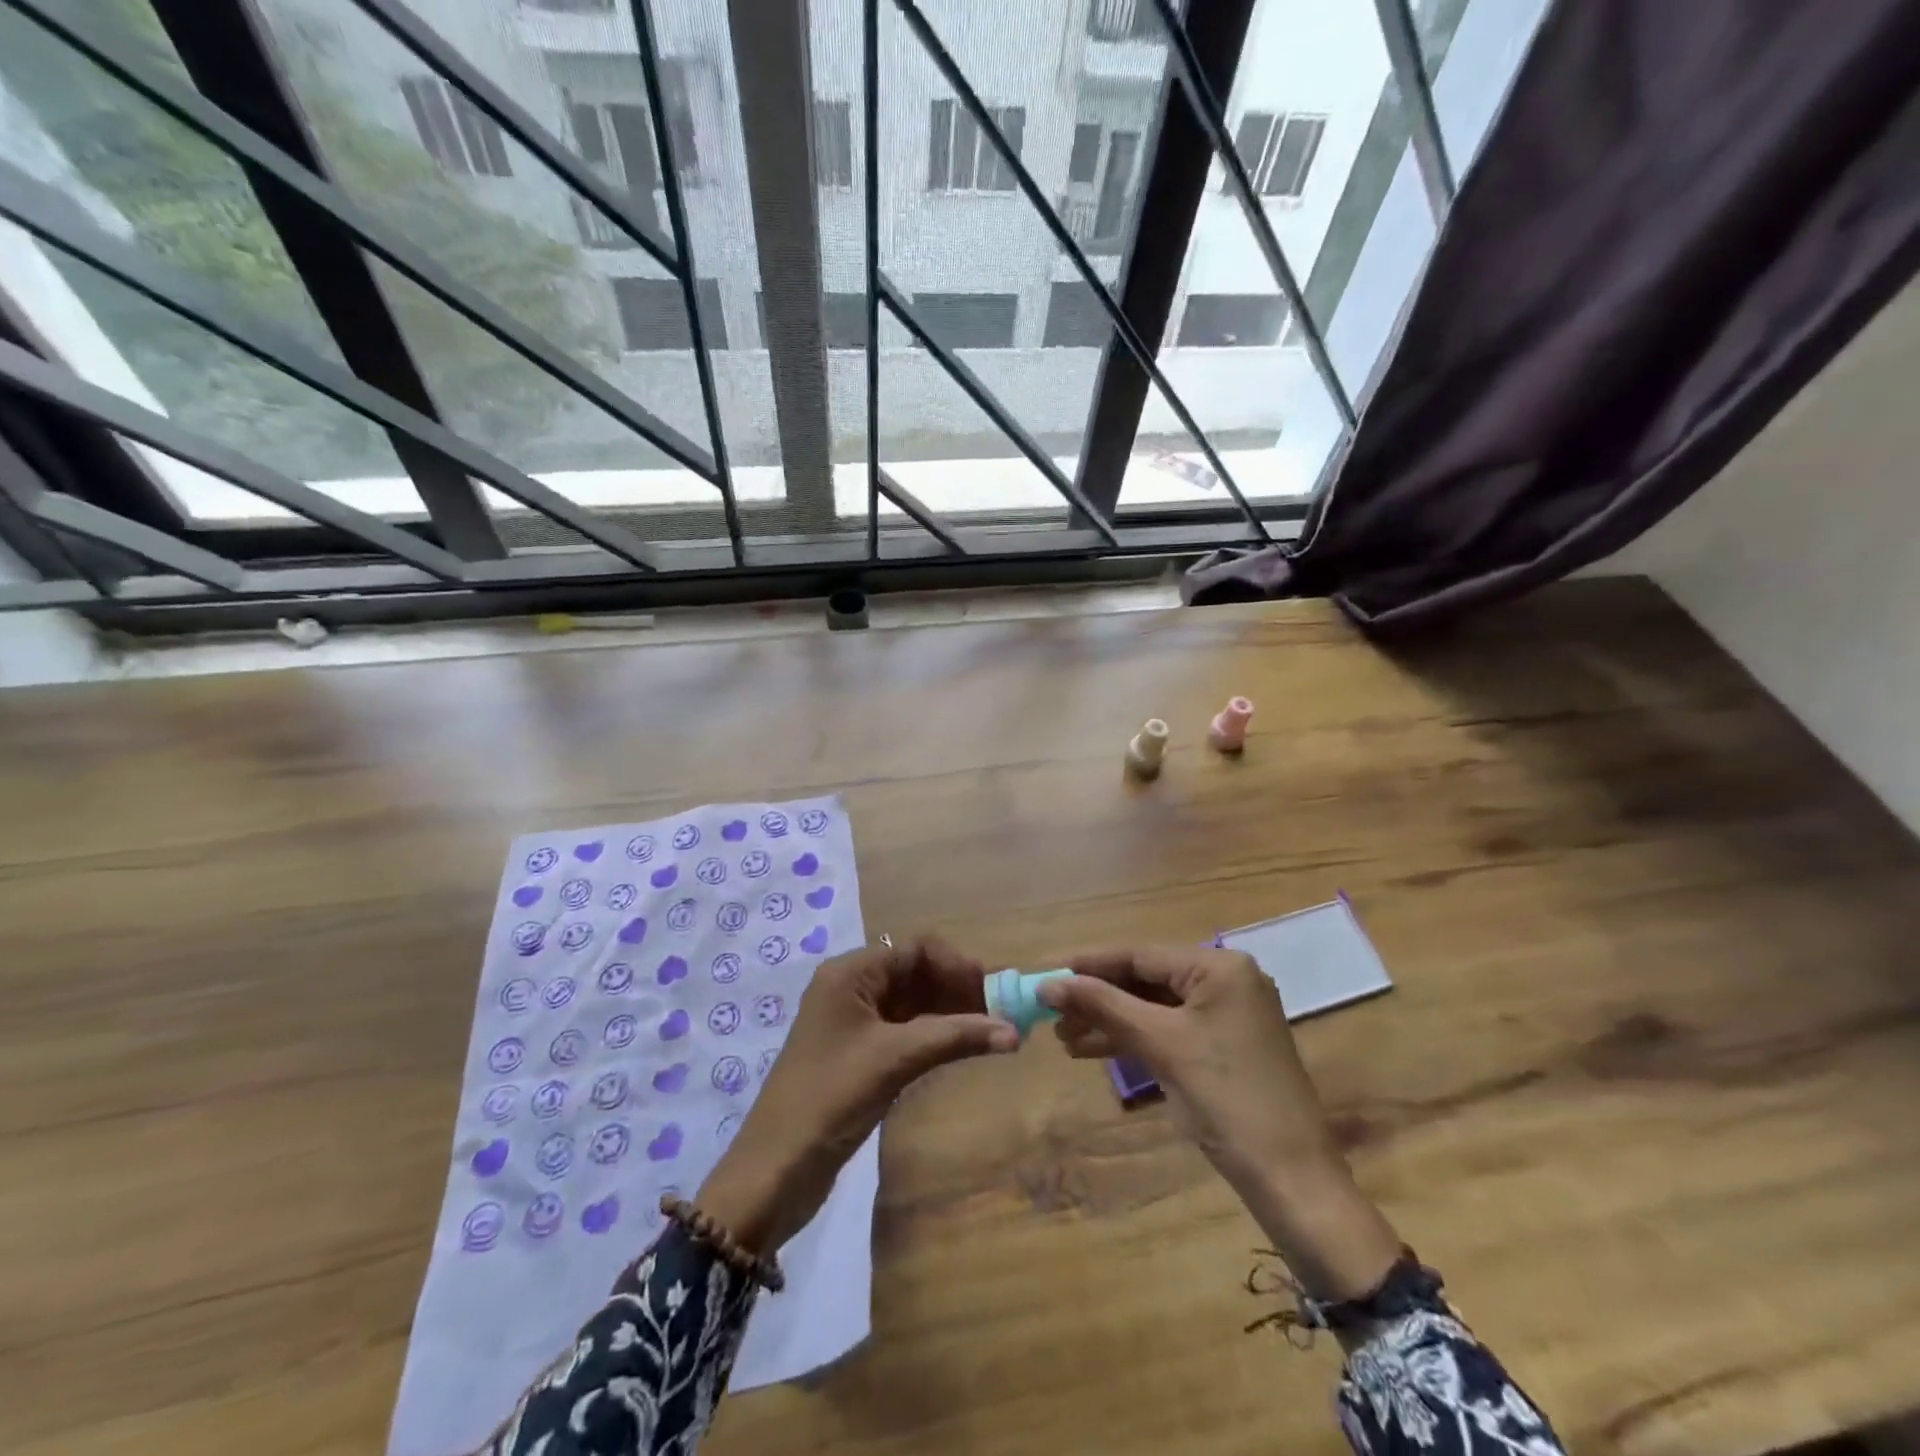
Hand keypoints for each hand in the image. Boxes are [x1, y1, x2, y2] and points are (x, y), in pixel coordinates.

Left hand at [696, 935, 1016, 1254]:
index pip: (913, 950)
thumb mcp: (894, 1059)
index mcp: (850, 973)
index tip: (992, 991)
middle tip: (998, 1015)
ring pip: (912, 1004)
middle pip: (914, 974)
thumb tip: (1013, 1032)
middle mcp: (850, 988)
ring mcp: (853, 1023)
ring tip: (989, 1032)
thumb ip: (954, 1037)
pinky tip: (961, 1049)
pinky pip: (904, 1031)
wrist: (774, 1170)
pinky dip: (933, 1036)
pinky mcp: (858, 1054)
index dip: (955, 965)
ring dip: (949, 1014)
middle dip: (956, 989)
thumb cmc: (830, 1098)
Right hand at [1039, 946, 1400, 1301]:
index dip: (1091, 965)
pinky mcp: (1225, 1047)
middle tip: (1053, 1014)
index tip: (1049, 974)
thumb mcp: (1160, 1044)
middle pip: (1147, 980)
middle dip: (1099, 998)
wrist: (1291, 1179)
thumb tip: (1049, 982)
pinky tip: (1095, 1050)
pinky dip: (1135, 1039)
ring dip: (1111, 1021)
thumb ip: (1103, 1005)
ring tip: (1065, 1038)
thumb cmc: (1226, 1098)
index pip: (1141, 955)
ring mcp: (1228, 1016)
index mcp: (1220, 968)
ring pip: (1155, 1008)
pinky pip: (1170, 1030)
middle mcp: (1227, 981)